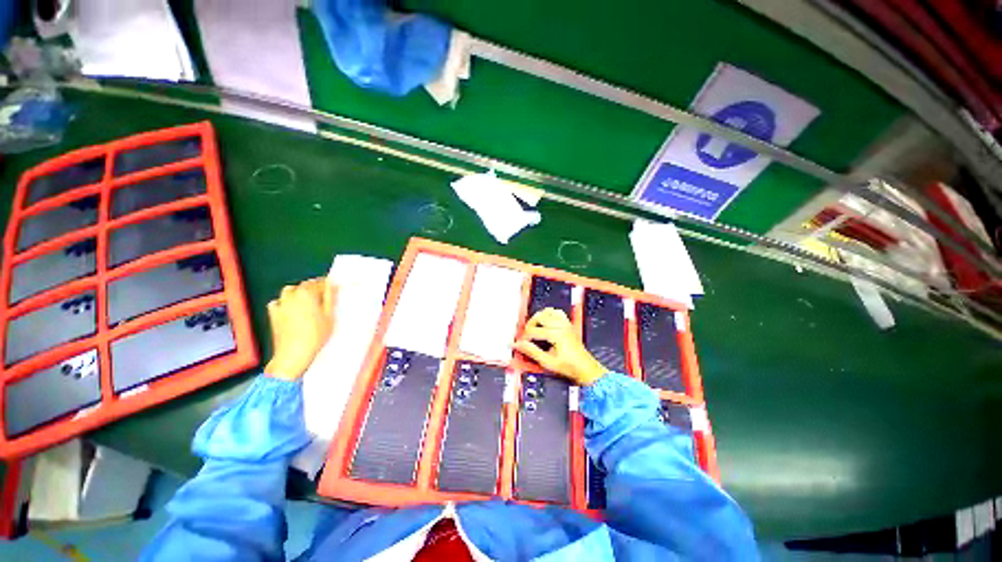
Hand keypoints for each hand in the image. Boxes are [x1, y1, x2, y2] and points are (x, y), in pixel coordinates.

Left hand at [265, 278, 336, 380]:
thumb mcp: (330, 315)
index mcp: (307, 293)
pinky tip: (291, 309)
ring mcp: (280, 304)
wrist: (293, 354)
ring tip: (309, 301)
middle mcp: (291, 295)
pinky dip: (284, 302)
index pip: (320, 283)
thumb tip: (332, 285)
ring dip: (300, 293)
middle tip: (325, 296)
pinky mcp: (273, 314)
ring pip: (290, 291)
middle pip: (305, 285)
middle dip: (315, 288)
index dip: (329, 285)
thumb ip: (330, 297)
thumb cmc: (316, 335)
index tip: (335, 288)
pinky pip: (278, 302)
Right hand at [514, 308, 606, 385]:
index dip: (524, 337)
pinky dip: (549, 314)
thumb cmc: (569, 366)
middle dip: (529, 325)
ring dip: (538, 318)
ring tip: (534, 328)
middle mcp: (561, 326)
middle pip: (539, 317)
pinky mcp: (568, 324)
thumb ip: (531, 351)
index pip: (533, 331)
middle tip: (526, 335)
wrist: (584, 368)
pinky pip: (557, 312)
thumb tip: (518, 345)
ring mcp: (565, 323)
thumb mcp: (547, 362)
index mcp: (556, 334)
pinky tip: (545, 322)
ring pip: (547, 312)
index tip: (520, 343)